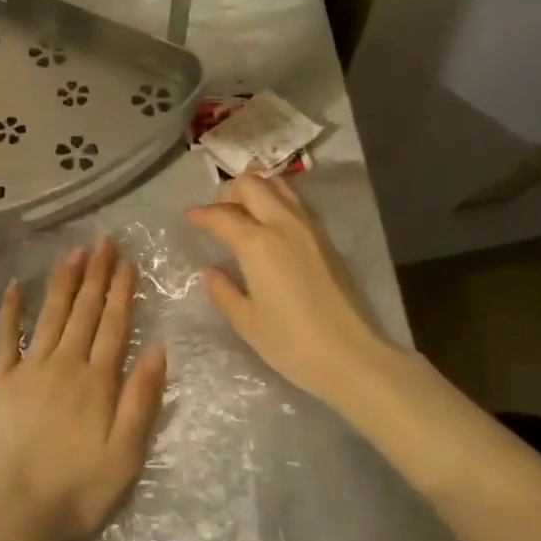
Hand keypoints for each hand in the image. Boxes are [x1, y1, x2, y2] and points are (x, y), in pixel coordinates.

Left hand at [0, 238, 167, 540]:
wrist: (15, 511)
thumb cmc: (79, 489)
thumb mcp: (127, 453)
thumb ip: (142, 398)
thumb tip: (159, 347)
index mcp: (97, 379)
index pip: (114, 324)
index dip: (122, 290)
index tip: (127, 261)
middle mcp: (65, 363)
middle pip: (85, 310)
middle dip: (96, 274)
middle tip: (103, 241)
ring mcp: (29, 368)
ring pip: (51, 314)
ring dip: (64, 281)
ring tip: (74, 252)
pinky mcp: (0, 380)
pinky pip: (4, 337)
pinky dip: (10, 309)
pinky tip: (15, 285)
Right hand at [186, 174, 389, 407]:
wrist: (352, 356)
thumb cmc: (292, 343)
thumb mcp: (247, 322)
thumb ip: (223, 291)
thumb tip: (209, 270)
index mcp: (257, 243)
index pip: (221, 215)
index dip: (200, 214)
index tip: (188, 217)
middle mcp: (282, 224)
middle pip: (252, 184)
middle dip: (229, 191)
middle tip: (218, 212)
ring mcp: (308, 227)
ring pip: (278, 185)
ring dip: (256, 189)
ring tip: (244, 210)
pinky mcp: (326, 238)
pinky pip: (295, 202)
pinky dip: (277, 199)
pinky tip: (270, 223)